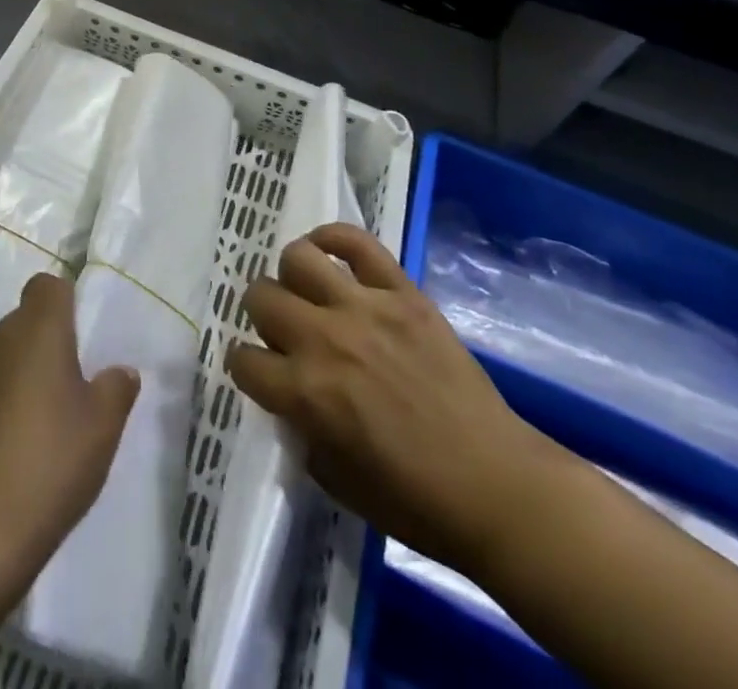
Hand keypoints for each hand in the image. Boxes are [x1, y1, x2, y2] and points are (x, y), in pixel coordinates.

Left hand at [0, 272, 140, 573]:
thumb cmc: (50, 461)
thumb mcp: (102, 427)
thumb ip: (116, 389)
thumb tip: (120, 371)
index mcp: (37, 330)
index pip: (47, 286)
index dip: (64, 302)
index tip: (80, 336)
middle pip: (24, 320)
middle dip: (45, 342)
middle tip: (70, 386)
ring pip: (2, 354)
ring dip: (20, 373)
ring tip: (42, 421)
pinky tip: (11, 447)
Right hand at [226, 223, 562, 573]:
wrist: (496, 487)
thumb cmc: (414, 499)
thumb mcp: (334, 479)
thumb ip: (300, 427)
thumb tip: (289, 394)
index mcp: (305, 393)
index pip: (241, 360)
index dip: (245, 367)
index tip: (259, 373)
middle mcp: (325, 340)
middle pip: (260, 296)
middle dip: (262, 316)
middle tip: (283, 331)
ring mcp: (365, 308)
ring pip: (297, 257)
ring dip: (291, 276)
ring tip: (307, 292)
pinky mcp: (402, 292)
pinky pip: (356, 241)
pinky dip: (333, 238)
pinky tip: (328, 253)